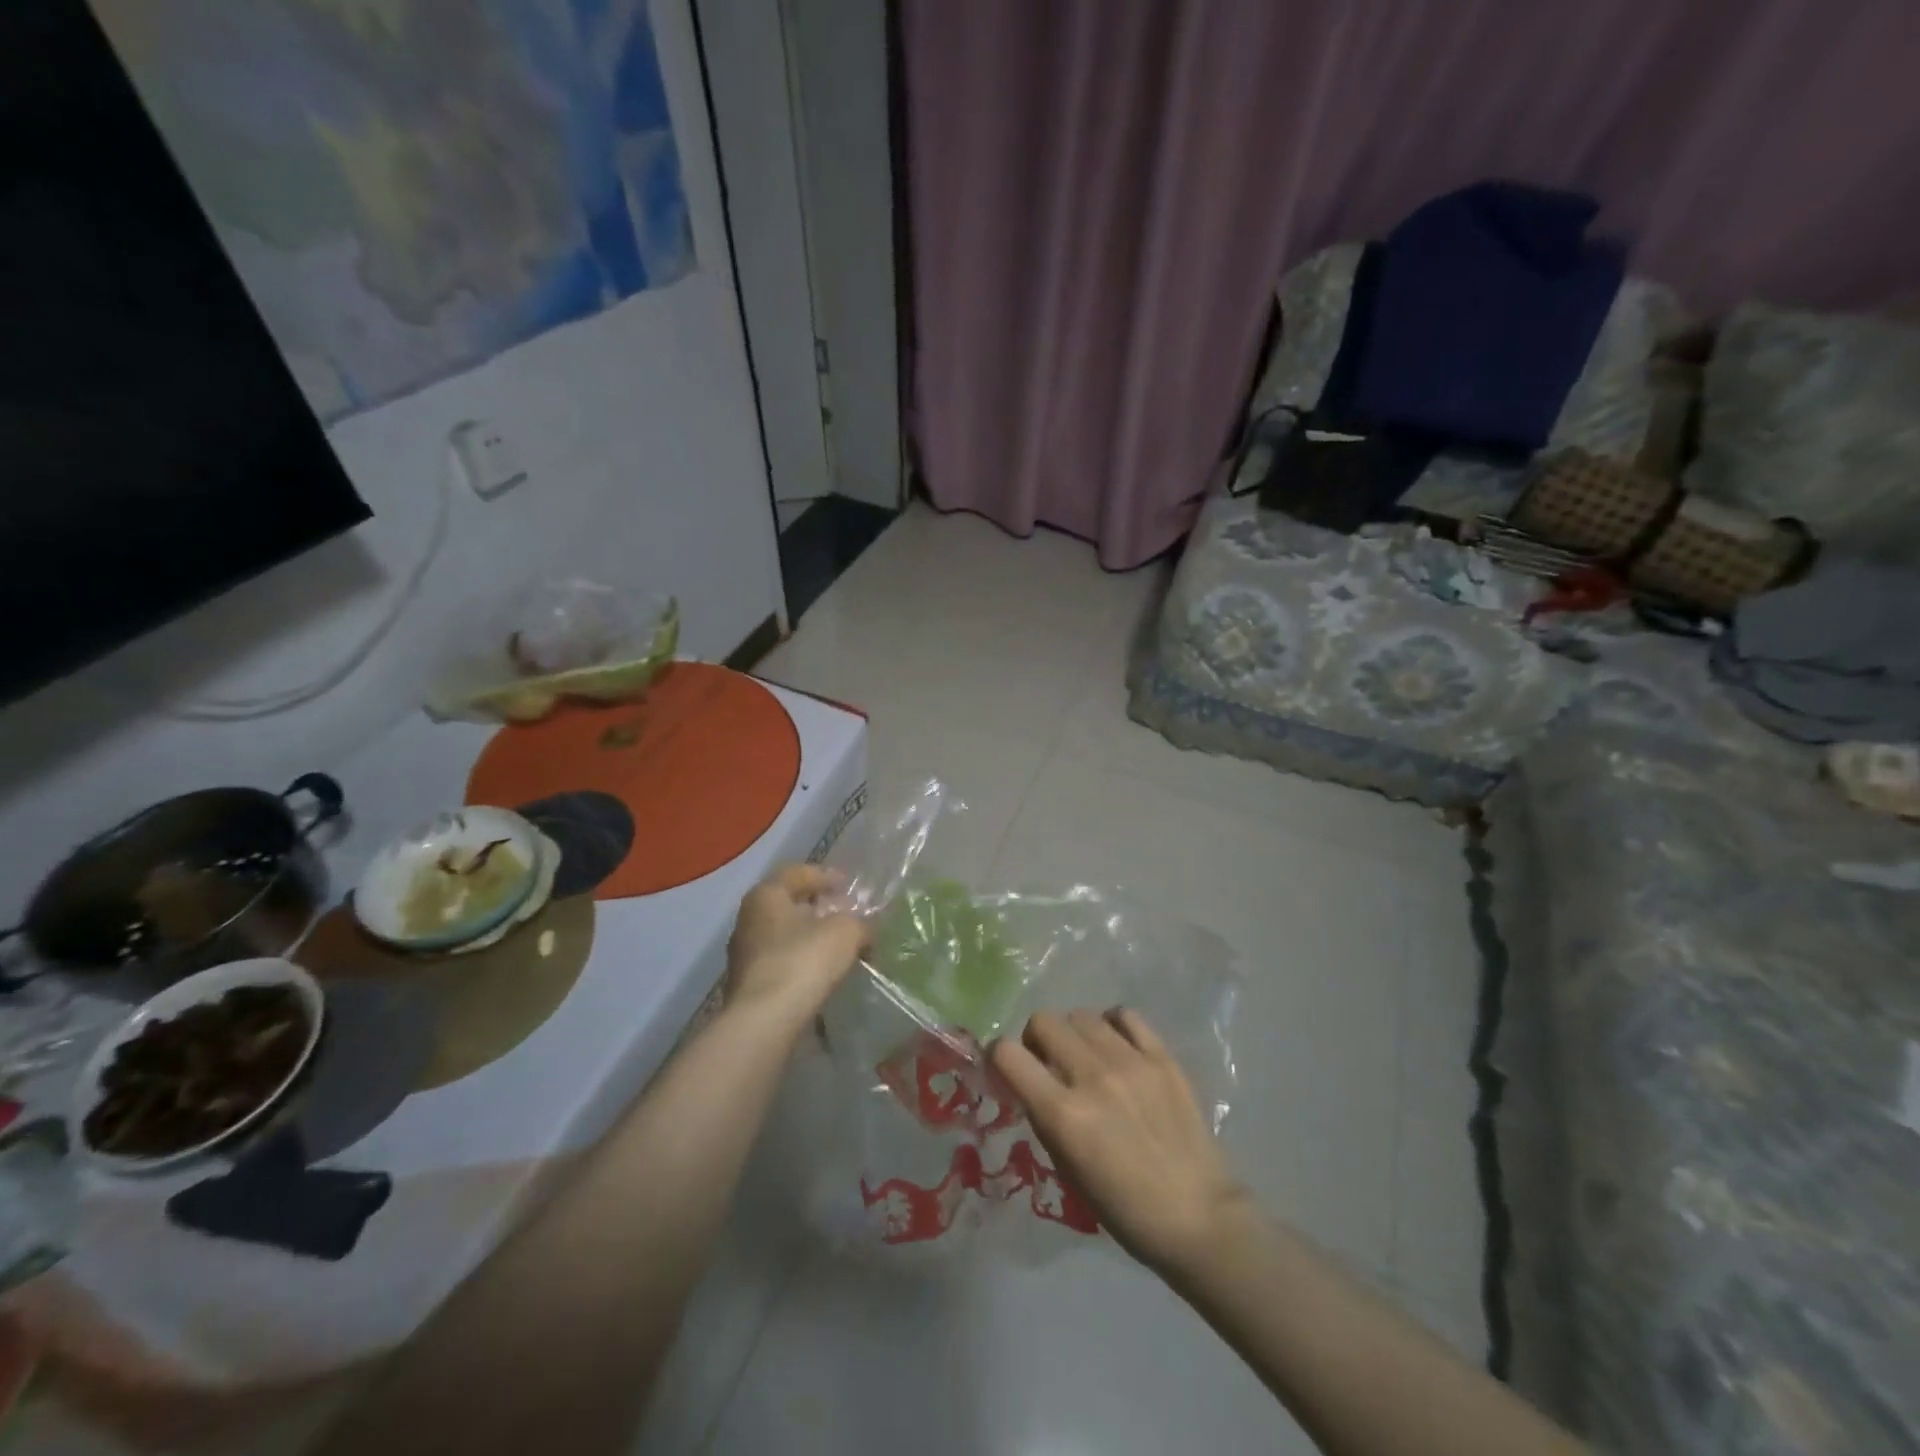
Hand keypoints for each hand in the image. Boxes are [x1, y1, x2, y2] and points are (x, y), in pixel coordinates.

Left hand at [724, 865, 869, 1028]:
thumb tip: (864, 931)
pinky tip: (822, 973)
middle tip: (846, 914)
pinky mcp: (748, 984)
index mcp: (766, 895)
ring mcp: (744, 954)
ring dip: (810, 937)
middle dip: (819, 908)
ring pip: (784, 935)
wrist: (764, 1021)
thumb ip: (859, 924)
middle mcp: (748, 919)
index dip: (826, 876)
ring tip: (838, 947)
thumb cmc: (803, 960)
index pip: (798, 873)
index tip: (848, 885)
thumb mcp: (845, 932)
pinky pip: (781, 962)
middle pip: (789, 904)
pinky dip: (802, 961)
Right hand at [991, 1008, 1250, 1274]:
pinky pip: (1125, 1015)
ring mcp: (1130, 1062)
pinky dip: (1112, 1025)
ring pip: (1081, 1014)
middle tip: (1048, 1061)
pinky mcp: (1162, 1057)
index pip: (1007, 1054)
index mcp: (1063, 1114)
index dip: (999, 1056)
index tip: (1006, 1066)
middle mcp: (1092, 1077)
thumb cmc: (1124, 1209)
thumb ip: (1045, 1117)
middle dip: (1036, 1039)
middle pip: (1043, 1021)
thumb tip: (1030, 1082)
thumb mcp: (1067, 1169)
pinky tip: (1116, 1046)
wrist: (1198, 1217)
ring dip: (1073, 1033)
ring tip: (1086, 1057)